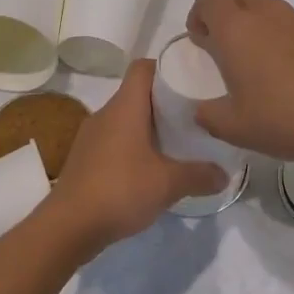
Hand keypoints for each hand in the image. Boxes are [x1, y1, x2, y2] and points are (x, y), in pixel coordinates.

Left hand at [48, 59, 228, 253]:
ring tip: (177, 142)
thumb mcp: (169, 184)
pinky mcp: (85, 160)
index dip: (166, 67)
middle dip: (165, 101)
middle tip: (194, 114)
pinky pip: (115, 142)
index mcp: (124, 108)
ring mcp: (91, 138)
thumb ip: (200, 175)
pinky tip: (151, 168)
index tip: (190, 78)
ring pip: (126, 120)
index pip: (143, 68)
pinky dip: (134, 147)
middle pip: (137, 94)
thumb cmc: (120, 190)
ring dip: (149, 127)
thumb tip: (225, 175)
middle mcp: (105, 114)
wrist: (68, 227)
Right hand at [187, 0, 293, 167]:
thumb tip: (202, 111)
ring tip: (265, 64)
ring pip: (273, 7)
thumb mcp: (234, 128)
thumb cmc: (284, 119)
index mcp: (237, 31)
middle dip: (232, 11)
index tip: (202, 40)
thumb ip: (209, 116)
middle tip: (231, 48)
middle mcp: (268, 16)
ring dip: (261, 24)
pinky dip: (289, 38)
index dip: (200, 13)